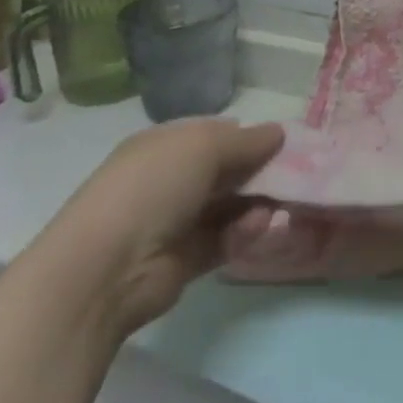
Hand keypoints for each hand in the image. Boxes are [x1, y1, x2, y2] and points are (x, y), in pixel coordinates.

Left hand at [34, 118, 283, 339]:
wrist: (105, 269)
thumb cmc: (153, 188)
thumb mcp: (204, 145)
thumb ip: (247, 139)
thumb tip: (278, 133)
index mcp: (165, 145)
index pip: (216, 134)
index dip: (250, 136)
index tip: (285, 144)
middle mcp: (169, 180)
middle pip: (227, 170)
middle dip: (261, 171)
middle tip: (297, 175)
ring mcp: (175, 221)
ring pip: (231, 205)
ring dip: (257, 203)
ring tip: (278, 205)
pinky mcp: (185, 259)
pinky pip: (225, 239)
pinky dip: (244, 233)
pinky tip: (256, 228)